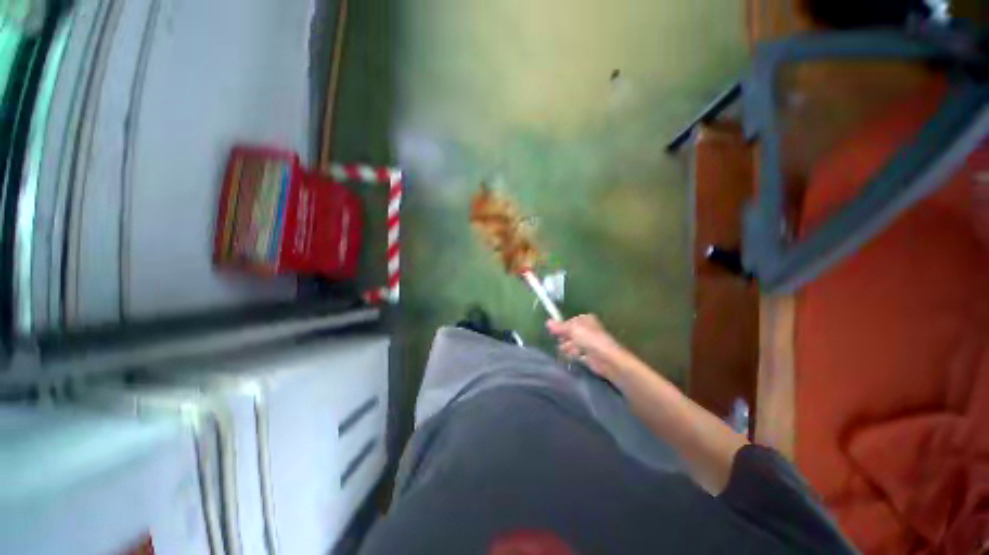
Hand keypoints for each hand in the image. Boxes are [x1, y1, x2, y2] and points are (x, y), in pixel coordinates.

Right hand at [546, 314, 631, 380]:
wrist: (607, 359)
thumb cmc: (591, 340)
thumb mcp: (572, 329)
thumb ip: (559, 327)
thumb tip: (547, 322)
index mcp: (584, 319)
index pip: (567, 322)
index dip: (561, 328)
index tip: (555, 333)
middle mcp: (585, 329)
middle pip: (566, 334)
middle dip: (565, 339)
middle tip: (569, 342)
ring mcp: (586, 342)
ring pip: (569, 344)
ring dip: (569, 348)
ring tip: (575, 351)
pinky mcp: (586, 354)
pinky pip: (574, 353)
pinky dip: (574, 355)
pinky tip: (578, 356)